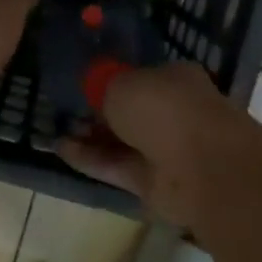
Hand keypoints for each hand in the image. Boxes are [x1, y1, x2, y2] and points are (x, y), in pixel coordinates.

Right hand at [56, 61, 239, 226]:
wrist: (202, 169)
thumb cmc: (165, 110)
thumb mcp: (123, 84)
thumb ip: (104, 86)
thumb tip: (97, 90)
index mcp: (176, 80)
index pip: (141, 77)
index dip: (112, 81)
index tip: (83, 86)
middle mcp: (174, 113)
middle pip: (131, 112)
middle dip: (99, 112)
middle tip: (66, 112)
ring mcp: (167, 150)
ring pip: (123, 141)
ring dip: (92, 137)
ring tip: (58, 131)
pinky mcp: (155, 184)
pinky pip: (118, 167)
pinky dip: (92, 160)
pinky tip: (62, 150)